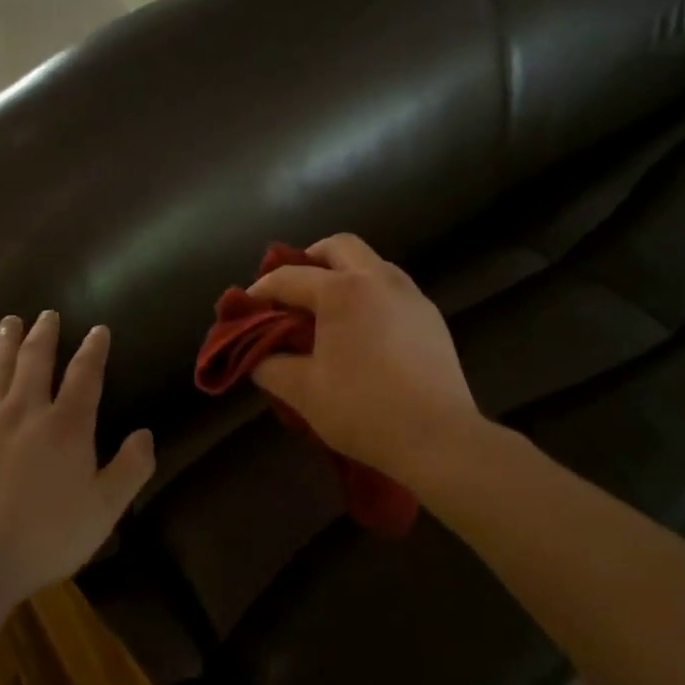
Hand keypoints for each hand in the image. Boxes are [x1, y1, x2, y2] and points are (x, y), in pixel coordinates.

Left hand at [0, 311, 153, 607]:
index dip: (94, 349)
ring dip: (5, 342)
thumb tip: (146, 435)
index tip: (98, 329)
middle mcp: (26, 411)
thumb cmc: (45, 538)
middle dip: (45, 334)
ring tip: (9, 321)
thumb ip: (130, 469)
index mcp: (67, 425)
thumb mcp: (104, 510)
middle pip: (37, 361)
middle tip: (47, 313)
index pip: (86, 375)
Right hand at [248, 234, 480, 488]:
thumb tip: (256, 356)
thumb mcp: (303, 392)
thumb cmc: (364, 410)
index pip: (290, 277)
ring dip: (343, 273)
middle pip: (338, 246)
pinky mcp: (431, 315)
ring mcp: (410, 294)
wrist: (439, 438)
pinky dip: (369, 293)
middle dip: (309, 260)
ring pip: (371, 262)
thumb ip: (269, 366)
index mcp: (342, 290)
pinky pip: (392, 288)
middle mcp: (378, 278)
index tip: (246, 307)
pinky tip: (363, 329)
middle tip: (292, 291)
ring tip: (327, 309)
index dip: (262, 290)